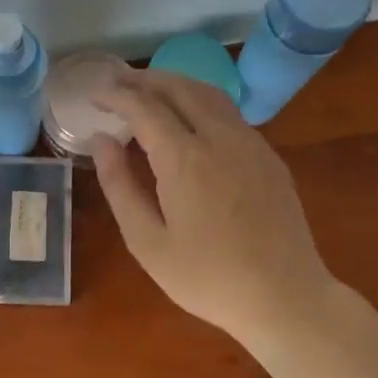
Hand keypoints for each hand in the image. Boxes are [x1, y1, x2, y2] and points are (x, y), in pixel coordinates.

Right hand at [91, 69, 332, 349]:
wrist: (285, 298)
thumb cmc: (207, 278)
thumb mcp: (147, 242)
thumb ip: (120, 186)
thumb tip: (102, 141)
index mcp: (185, 159)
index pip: (144, 107)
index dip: (115, 94)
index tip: (93, 93)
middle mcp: (220, 138)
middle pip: (179, 87)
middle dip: (143, 79)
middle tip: (115, 81)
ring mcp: (251, 144)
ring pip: (208, 93)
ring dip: (174, 83)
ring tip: (148, 89)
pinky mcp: (269, 157)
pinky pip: (229, 113)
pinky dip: (199, 101)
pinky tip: (189, 119)